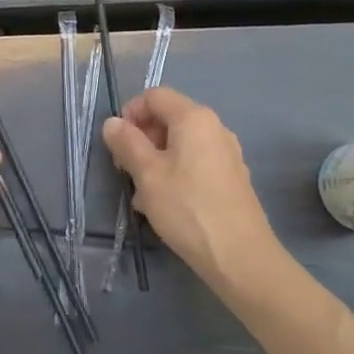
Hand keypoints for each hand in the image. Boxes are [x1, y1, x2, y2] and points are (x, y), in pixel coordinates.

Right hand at [102, 87, 283, 298]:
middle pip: (169, 119)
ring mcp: (227, 154)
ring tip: (143, 195)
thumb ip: (126, 143)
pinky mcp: (232, 179)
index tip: (117, 144)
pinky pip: (196, 164)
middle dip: (142, 140)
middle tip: (126, 170)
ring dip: (156, 161)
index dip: (130, 113)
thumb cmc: (188, 208)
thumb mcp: (147, 174)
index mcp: (194, 118)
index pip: (154, 96)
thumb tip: (112, 123)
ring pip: (181, 145)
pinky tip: (166, 205)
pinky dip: (176, 174)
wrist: (241, 257)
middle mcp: (214, 128)